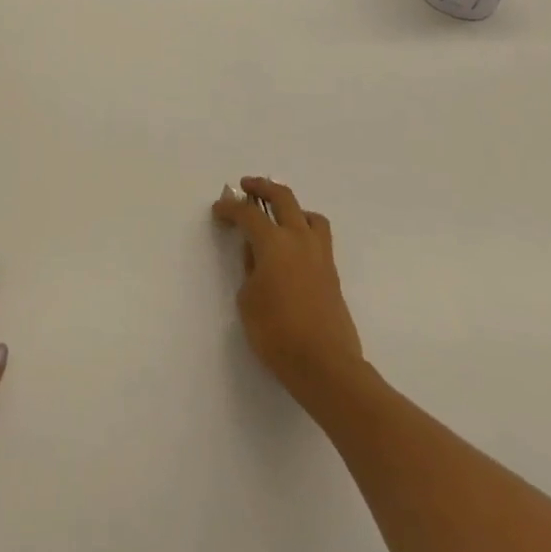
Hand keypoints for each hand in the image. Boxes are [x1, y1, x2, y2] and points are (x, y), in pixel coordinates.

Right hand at [212, 177, 364, 405]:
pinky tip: (293, 247)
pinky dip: (304, 229)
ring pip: (309, 214)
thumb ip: (250, 269)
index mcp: (274, 243)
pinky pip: (318, 236)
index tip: (218, 209)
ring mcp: (320, 254)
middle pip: (283, 198)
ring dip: (291, 207)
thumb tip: (256, 255)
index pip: (249, 214)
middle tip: (247, 186)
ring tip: (278, 215)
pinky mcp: (332, 273)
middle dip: (262, 187)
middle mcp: (299, 239)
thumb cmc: (277, 333)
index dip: (230, 208)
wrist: (325, 365)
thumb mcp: (248, 300)